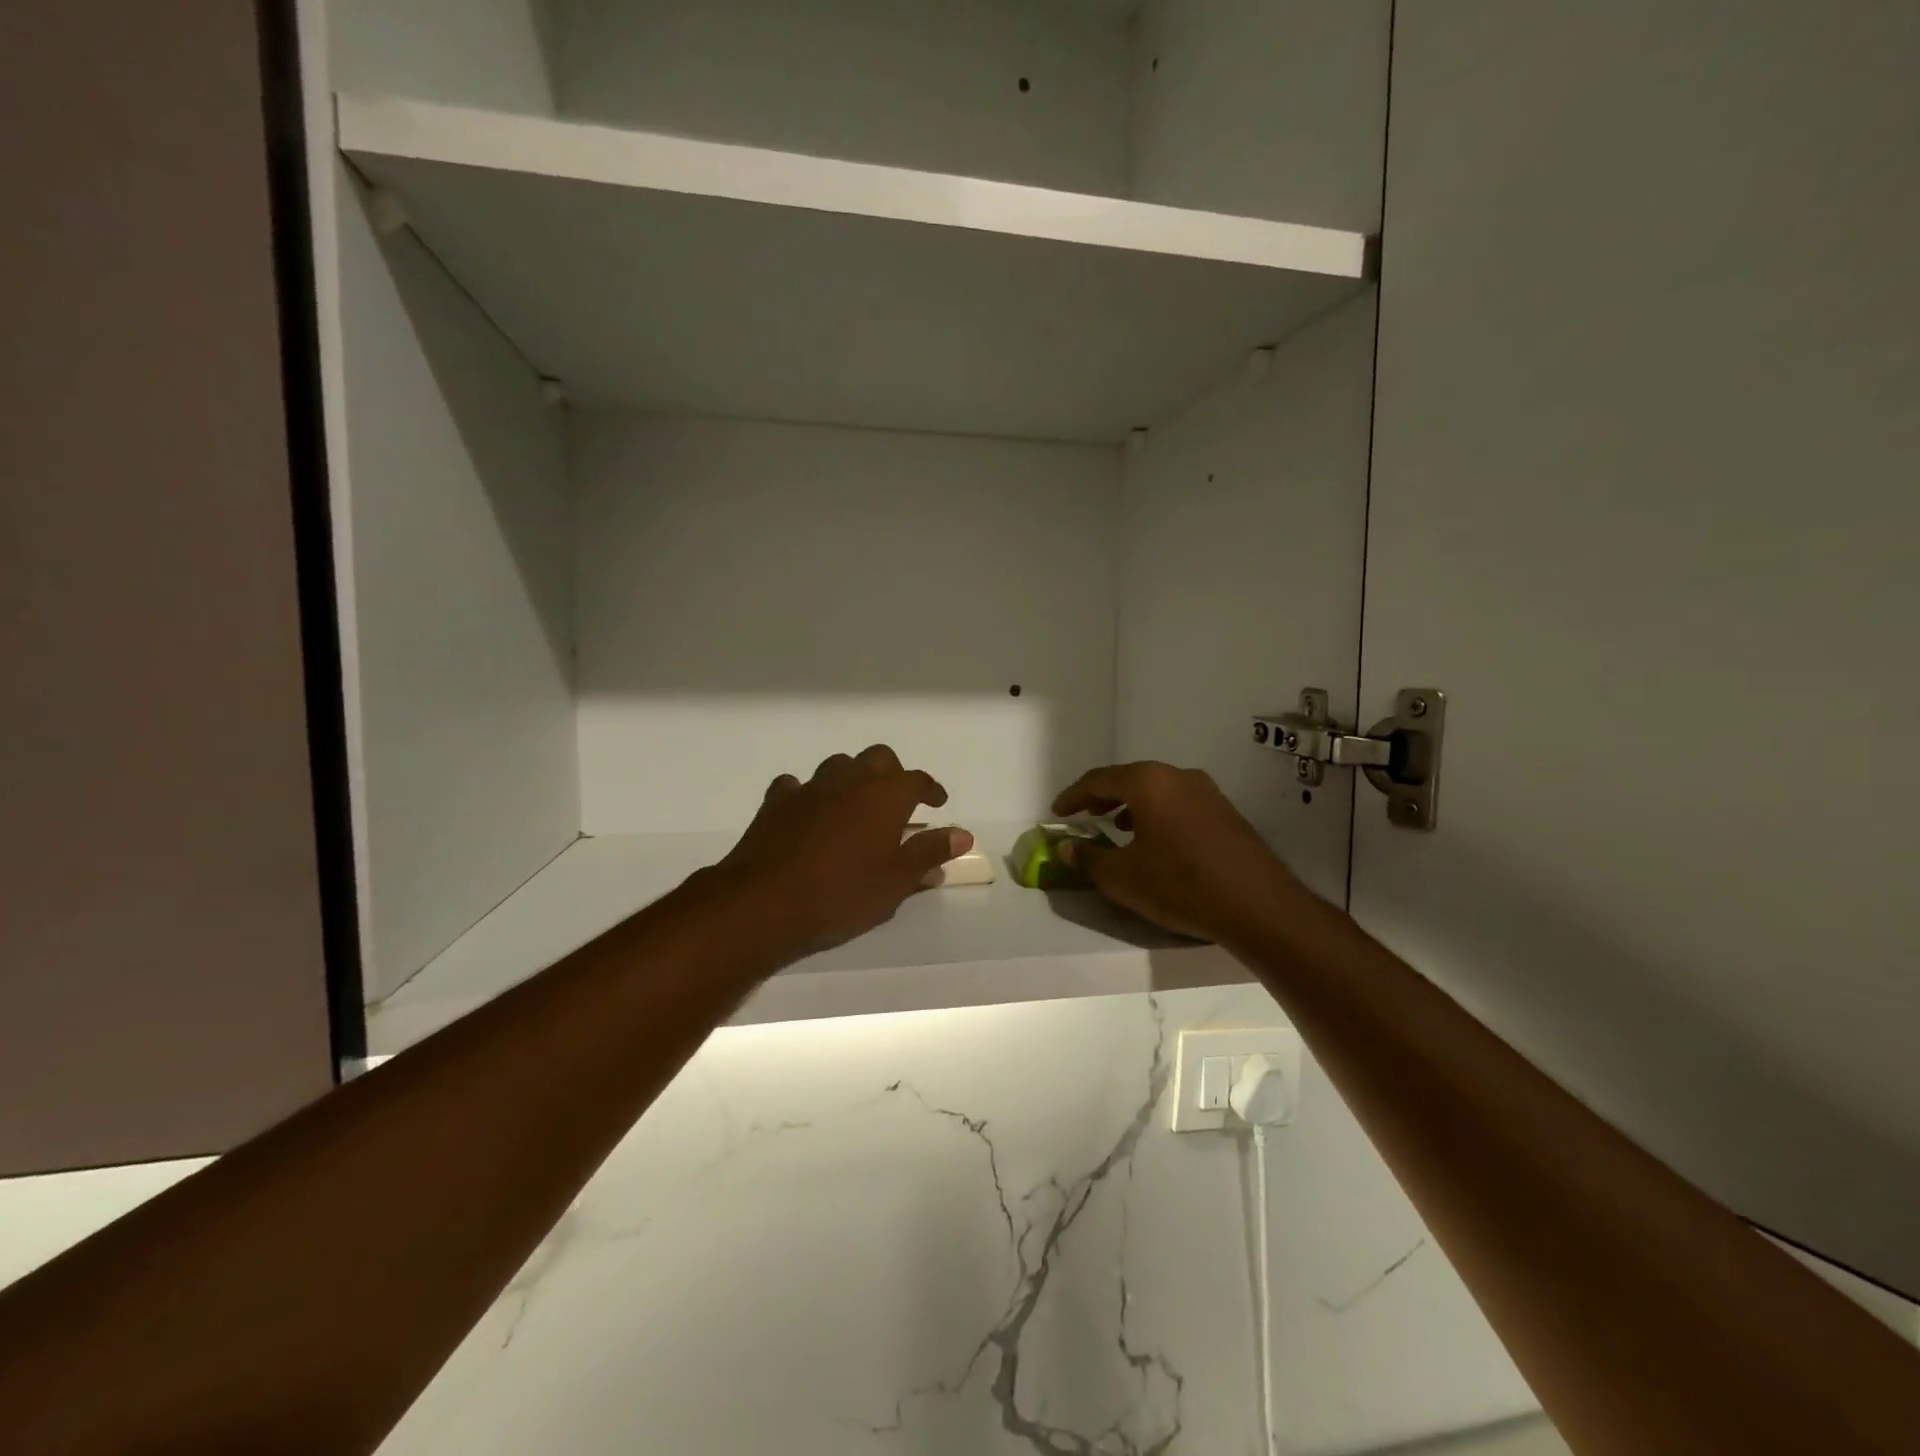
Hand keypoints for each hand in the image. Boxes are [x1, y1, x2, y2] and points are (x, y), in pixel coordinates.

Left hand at [709, 745, 972, 959]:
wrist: (765, 902)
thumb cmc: (843, 893)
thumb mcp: (896, 881)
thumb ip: (929, 852)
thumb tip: (962, 834)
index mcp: (885, 795)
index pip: (917, 780)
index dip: (930, 789)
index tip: (937, 802)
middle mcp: (850, 780)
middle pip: (878, 759)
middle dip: (892, 774)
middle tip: (898, 800)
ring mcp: (810, 788)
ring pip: (838, 766)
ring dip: (852, 779)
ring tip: (856, 805)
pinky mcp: (776, 803)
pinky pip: (797, 786)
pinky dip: (809, 795)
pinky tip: (809, 813)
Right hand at [1051, 762, 1297, 942]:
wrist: (1258, 906)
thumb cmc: (1179, 885)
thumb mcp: (1122, 878)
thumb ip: (1087, 859)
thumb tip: (1065, 848)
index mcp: (1148, 782)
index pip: (1098, 780)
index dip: (1073, 796)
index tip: (1057, 813)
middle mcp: (1178, 776)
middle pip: (1130, 779)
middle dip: (1103, 797)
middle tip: (1084, 815)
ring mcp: (1207, 792)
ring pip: (1157, 790)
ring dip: (1131, 805)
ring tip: (1117, 828)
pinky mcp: (1226, 813)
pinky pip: (1179, 803)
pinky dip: (1157, 814)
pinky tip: (1156, 841)